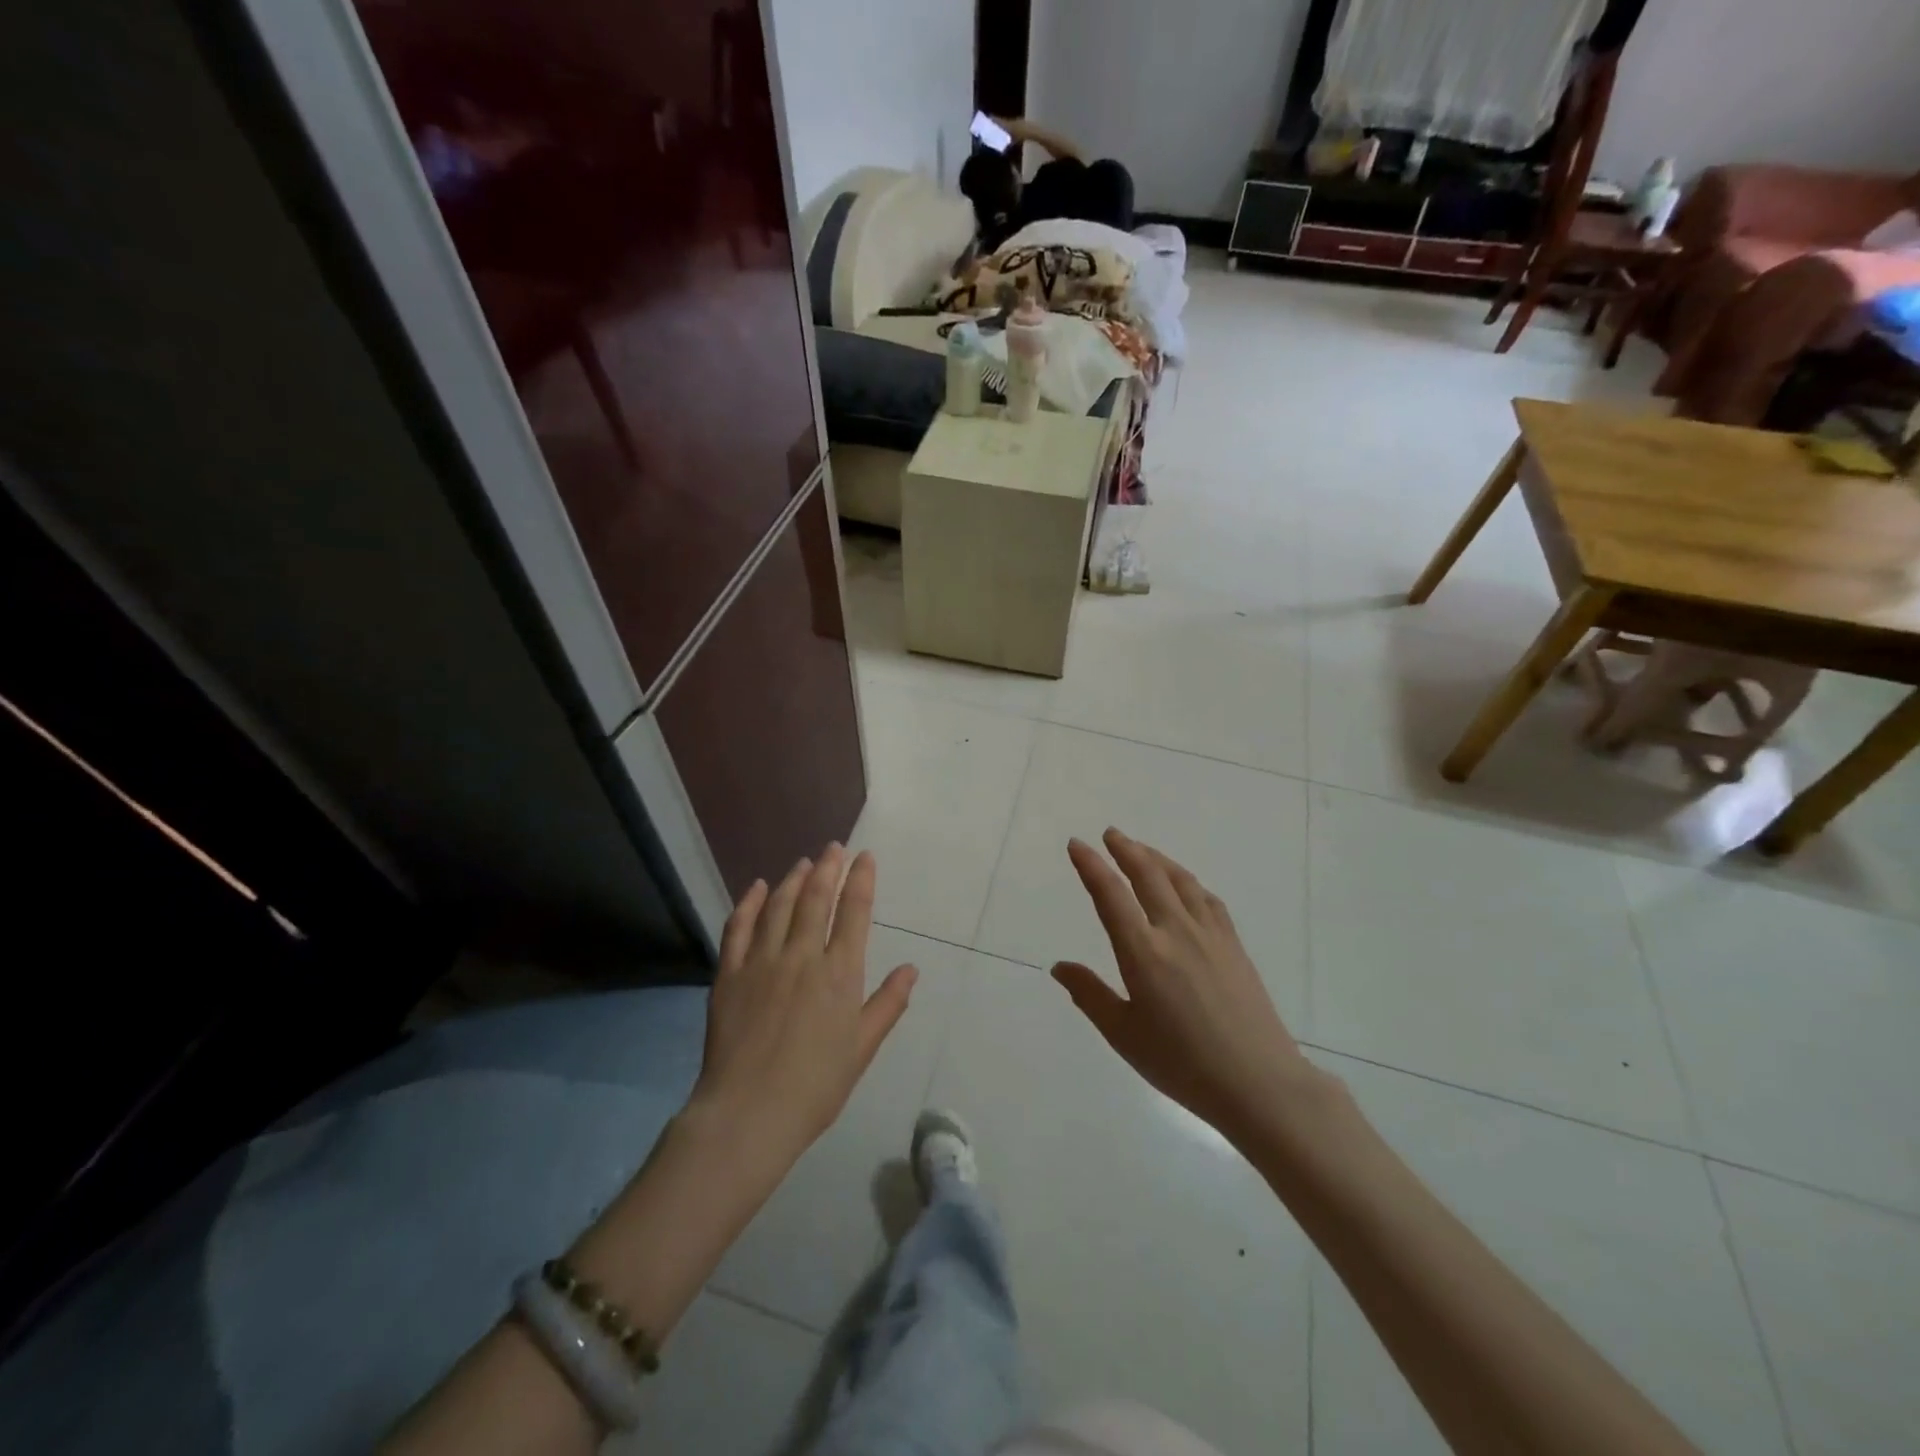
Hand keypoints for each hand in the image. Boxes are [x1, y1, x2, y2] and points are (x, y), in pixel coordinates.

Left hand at [691, 846, 916, 1167]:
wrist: (748, 1114)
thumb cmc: (815, 1086)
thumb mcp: (862, 1048)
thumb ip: (887, 1004)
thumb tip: (911, 969)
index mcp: (839, 973)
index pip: (854, 912)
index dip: (861, 879)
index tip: (865, 857)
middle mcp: (803, 956)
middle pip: (816, 898)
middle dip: (828, 868)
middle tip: (834, 848)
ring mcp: (762, 962)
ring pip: (780, 906)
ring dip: (793, 879)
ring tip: (803, 862)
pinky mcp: (729, 974)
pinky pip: (739, 928)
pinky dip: (750, 903)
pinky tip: (758, 887)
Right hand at [1053, 829, 1317, 1146]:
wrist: (1258, 1083)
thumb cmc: (1182, 1064)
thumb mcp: (1124, 1034)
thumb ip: (1090, 995)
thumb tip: (1059, 966)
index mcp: (1143, 953)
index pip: (1110, 895)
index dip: (1091, 865)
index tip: (1077, 844)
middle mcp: (1175, 931)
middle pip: (1147, 875)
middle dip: (1125, 849)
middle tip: (1109, 834)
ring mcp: (1209, 934)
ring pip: (1179, 880)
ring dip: (1156, 858)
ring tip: (1140, 849)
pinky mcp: (1233, 944)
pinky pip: (1207, 898)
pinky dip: (1187, 881)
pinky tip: (1185, 884)